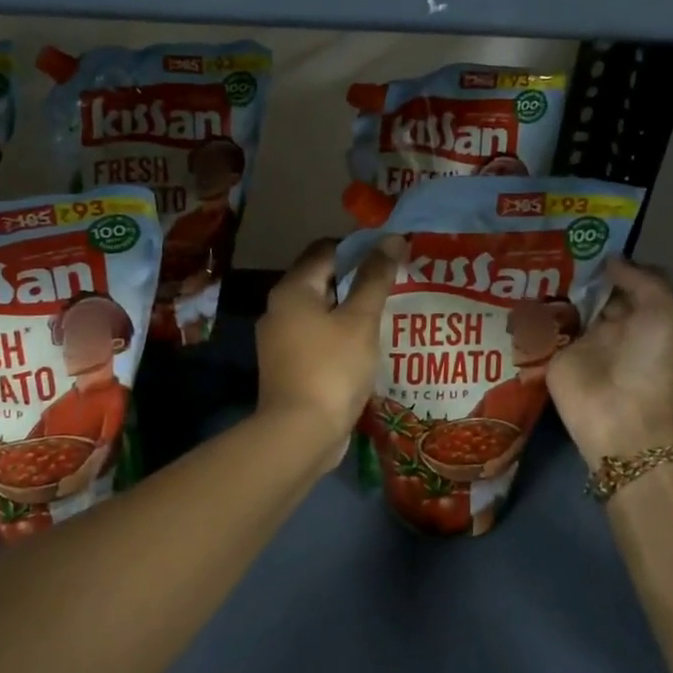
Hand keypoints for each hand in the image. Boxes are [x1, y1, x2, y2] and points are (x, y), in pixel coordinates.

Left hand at [256, 235, 405, 467]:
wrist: (299, 434)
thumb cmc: (332, 368)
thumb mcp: (360, 319)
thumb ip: (375, 277)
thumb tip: (392, 238)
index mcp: (292, 289)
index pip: (326, 250)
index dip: (359, 248)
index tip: (390, 256)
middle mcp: (279, 308)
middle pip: (322, 280)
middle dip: (357, 280)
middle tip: (394, 285)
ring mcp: (280, 340)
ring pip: (321, 312)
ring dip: (350, 310)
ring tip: (387, 315)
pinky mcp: (288, 366)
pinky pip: (317, 338)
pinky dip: (340, 336)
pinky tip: (367, 347)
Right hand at [549, 257, 672, 466]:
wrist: (625, 419)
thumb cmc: (657, 363)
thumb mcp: (671, 313)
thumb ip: (642, 281)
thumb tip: (611, 260)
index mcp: (652, 317)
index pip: (633, 281)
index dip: (617, 261)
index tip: (591, 237)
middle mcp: (619, 327)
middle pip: (598, 291)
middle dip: (582, 269)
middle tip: (555, 240)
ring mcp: (586, 341)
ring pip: (570, 304)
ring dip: (555, 284)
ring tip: (532, 254)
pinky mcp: (556, 355)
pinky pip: (544, 326)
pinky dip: (531, 308)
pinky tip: (515, 284)